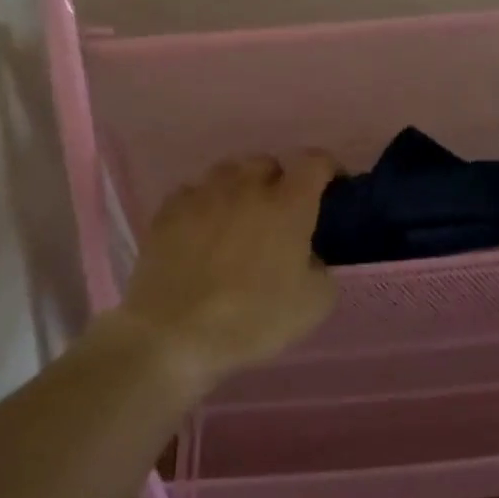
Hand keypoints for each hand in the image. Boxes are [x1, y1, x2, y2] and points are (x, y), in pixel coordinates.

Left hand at [118, 151, 340, 385]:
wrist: (175, 335)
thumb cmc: (253, 319)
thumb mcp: (314, 304)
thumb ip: (321, 267)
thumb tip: (307, 256)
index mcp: (289, 204)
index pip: (315, 162)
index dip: (327, 168)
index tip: (330, 186)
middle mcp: (247, 187)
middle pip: (267, 163)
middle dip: (277, 181)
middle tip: (278, 213)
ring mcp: (203, 195)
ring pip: (227, 172)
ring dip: (238, 188)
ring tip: (236, 217)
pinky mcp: (168, 211)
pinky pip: (192, 193)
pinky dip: (202, 205)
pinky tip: (200, 230)